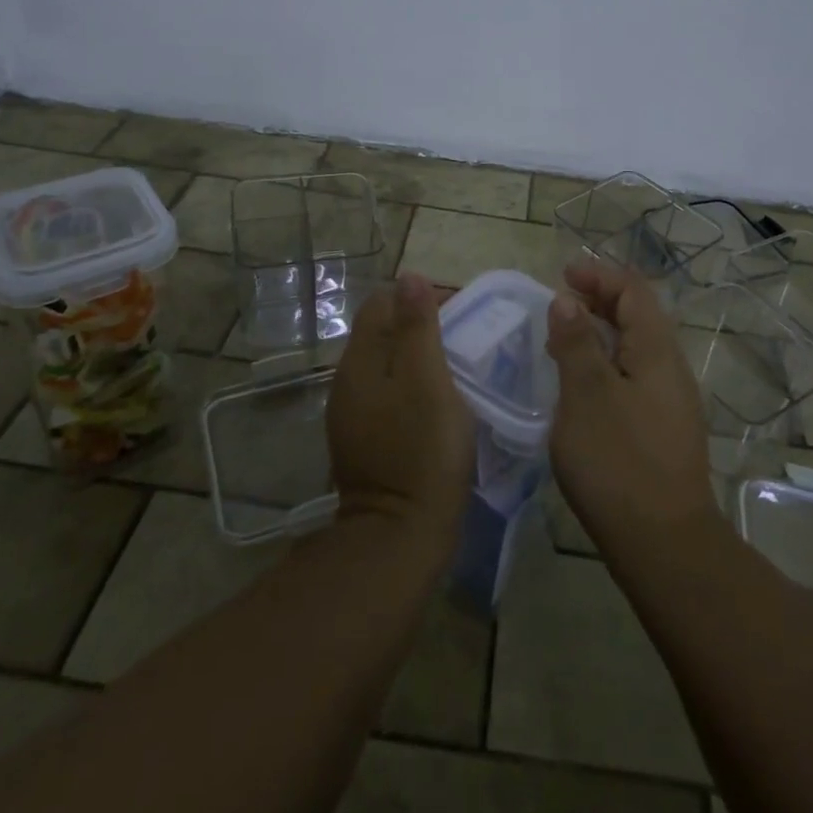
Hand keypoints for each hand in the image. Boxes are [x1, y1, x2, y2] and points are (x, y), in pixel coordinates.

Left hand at [327, 273, 475, 551]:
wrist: (400, 536)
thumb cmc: (422, 450)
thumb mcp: (428, 380)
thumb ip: (417, 326)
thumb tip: (408, 276)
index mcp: (360, 360)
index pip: (382, 302)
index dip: (420, 297)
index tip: (460, 310)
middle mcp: (347, 381)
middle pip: (381, 331)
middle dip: (420, 323)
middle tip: (464, 337)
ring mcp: (352, 414)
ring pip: (385, 364)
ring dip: (417, 355)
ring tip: (457, 365)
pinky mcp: (364, 440)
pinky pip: (387, 394)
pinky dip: (411, 385)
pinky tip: (438, 401)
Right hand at [547, 260, 719, 563]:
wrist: (664, 546)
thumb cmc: (619, 462)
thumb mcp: (586, 395)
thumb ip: (576, 343)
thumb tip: (567, 300)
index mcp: (656, 351)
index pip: (633, 291)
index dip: (599, 276)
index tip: (563, 275)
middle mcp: (670, 369)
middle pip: (637, 317)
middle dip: (599, 301)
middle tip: (559, 303)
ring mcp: (670, 402)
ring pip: (634, 349)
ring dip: (600, 334)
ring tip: (562, 341)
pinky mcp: (662, 431)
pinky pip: (633, 378)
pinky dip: (606, 365)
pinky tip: (581, 388)